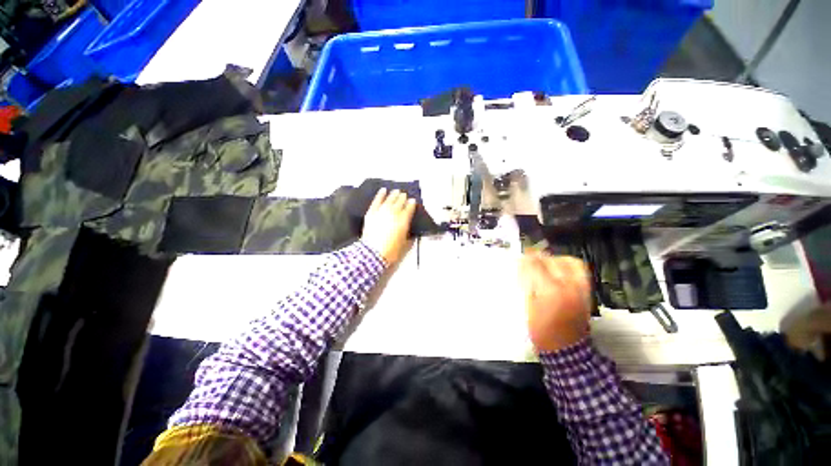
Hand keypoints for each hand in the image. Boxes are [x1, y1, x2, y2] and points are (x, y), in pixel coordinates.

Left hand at [361, 188, 416, 265]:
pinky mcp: (372, 212)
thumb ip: (409, 236)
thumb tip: (410, 231)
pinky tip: (383, 190)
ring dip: (394, 195)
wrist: (372, 253)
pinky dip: (380, 195)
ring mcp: (382, 211)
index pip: (409, 208)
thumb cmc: (391, 251)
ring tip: (396, 191)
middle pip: (400, 202)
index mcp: (403, 220)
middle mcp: (394, 213)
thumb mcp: (405, 245)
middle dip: (403, 198)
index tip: (413, 201)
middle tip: (404, 195)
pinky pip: (377, 201)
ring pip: (390, 199)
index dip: (411, 204)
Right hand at [520, 252, 591, 351]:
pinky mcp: (587, 293)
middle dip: (540, 257)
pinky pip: (580, 271)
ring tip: (547, 262)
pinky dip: (568, 266)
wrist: (567, 349)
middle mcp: (568, 286)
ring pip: (571, 263)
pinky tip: (559, 270)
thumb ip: (528, 285)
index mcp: (551, 291)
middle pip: (554, 261)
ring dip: (556, 259)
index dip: (527, 260)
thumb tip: (525, 269)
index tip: (520, 258)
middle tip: (531, 259)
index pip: (537, 266)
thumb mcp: (529, 307)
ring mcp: (581, 289)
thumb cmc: (542, 331)